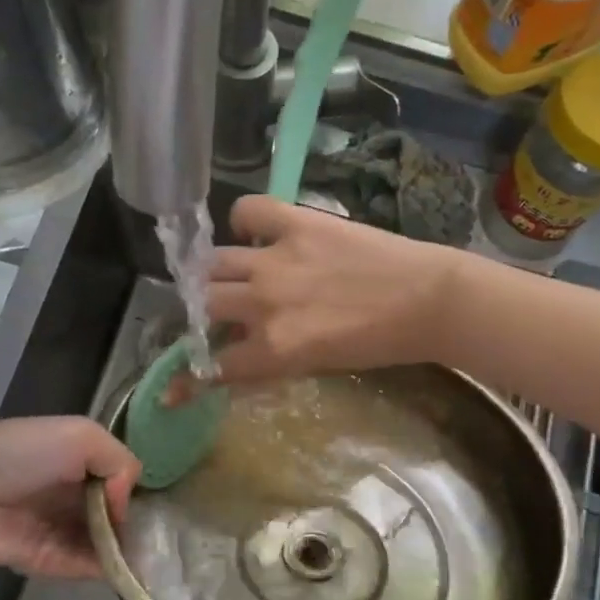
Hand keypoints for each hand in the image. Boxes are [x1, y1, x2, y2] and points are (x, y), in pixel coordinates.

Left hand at [0, 418, 140, 578]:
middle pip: (111, 512)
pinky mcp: (45, 560)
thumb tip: (124, 504)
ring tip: (149, 558)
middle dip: (131, 523)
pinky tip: (127, 570)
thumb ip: (120, 462)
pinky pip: (82, 565)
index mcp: (75, 459)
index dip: (132, 490)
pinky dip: (105, 569)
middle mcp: (67, 493)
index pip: (116, 477)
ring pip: (101, 541)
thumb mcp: (82, 435)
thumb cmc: (24, 454)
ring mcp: (57, 528)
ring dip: (123, 550)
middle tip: (157, 537)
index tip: (152, 502)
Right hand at [198, 196, 462, 385]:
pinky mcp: (298, 223)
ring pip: (214, 261)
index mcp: (274, 348)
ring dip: (214, 271)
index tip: (172, 388)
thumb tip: (241, 354)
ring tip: (226, 271)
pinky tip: (254, 231)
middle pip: (204, 303)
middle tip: (210, 310)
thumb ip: (274, 358)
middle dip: (200, 311)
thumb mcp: (320, 365)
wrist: (428, 300)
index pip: (214, 366)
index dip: (187, 380)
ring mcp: (277, 259)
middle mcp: (264, 304)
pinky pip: (248, 210)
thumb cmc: (380, 343)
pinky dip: (243, 220)